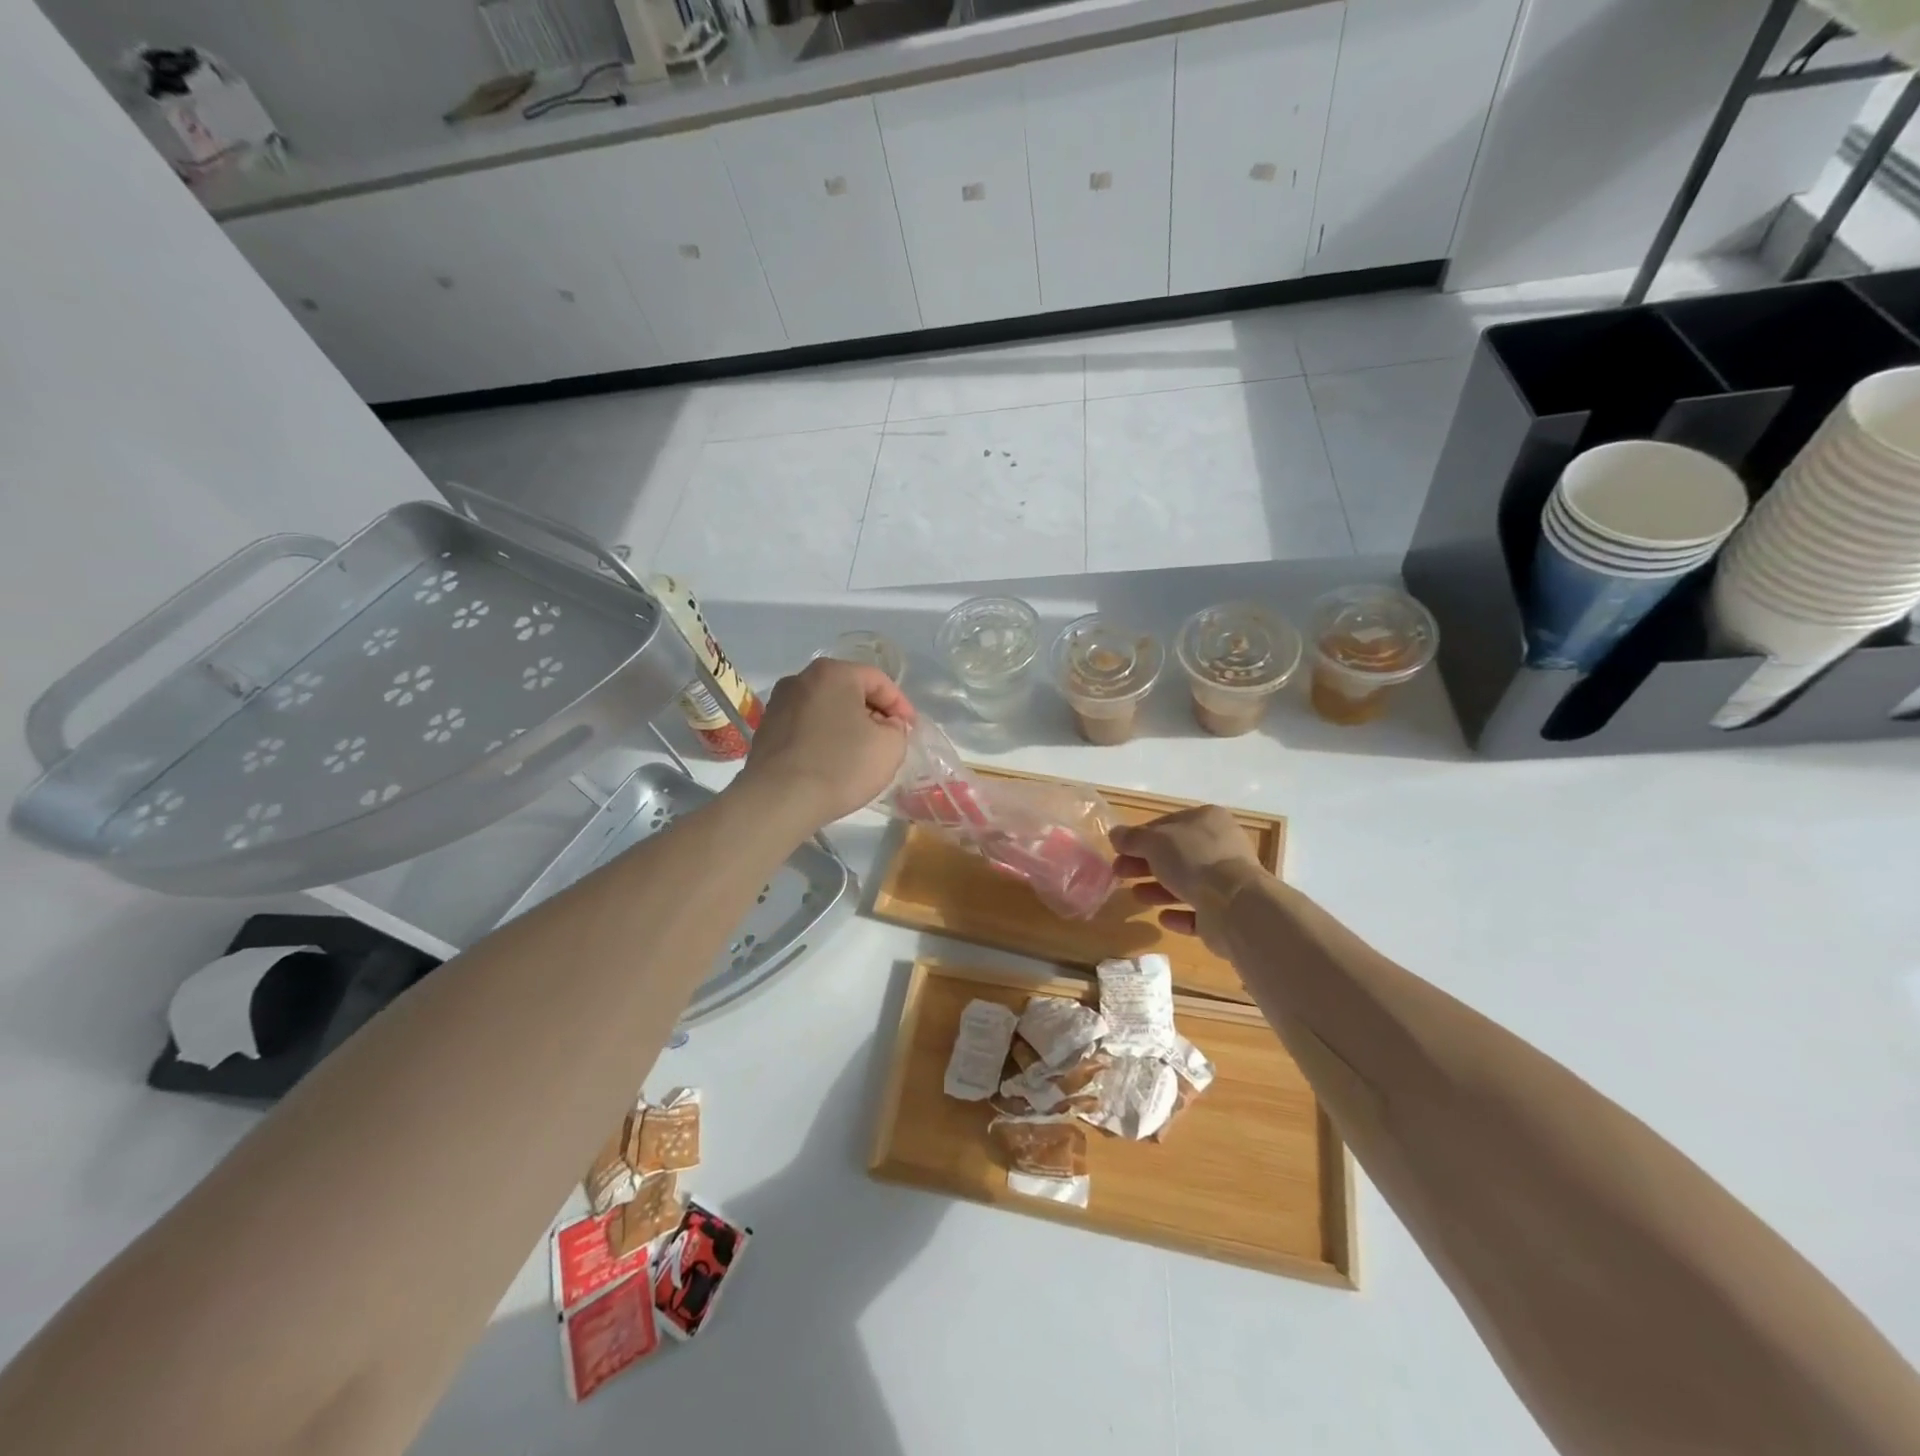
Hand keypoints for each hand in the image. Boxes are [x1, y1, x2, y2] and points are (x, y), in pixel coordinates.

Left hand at [735, 659, 915, 827]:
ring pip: (825, 709)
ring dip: (846, 725)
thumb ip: (897, 728)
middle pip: (848, 690)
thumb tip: (885, 725)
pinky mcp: (765, 731)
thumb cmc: (841, 765)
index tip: (910, 729)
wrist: (779, 800)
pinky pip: (805, 727)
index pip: (878, 680)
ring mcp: (778, 704)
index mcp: (833, 673)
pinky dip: (823, 738)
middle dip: (872, 713)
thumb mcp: (890, 746)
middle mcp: (800, 679)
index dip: (900, 704)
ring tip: (859, 752)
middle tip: (888, 738)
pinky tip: (831, 762)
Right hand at [1111, 806, 1264, 949]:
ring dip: (1159, 889)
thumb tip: (1115, 834)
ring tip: (1135, 896)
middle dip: (1145, 864)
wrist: (1233, 905)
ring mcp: (1227, 880)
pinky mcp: (1228, 912)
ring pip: (1186, 883)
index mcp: (1208, 820)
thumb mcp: (1154, 842)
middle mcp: (1221, 846)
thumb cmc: (1193, 860)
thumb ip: (1132, 838)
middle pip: (1176, 854)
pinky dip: (1179, 914)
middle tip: (1119, 873)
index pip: (1168, 824)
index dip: (1141, 836)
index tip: (1119, 850)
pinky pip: (1198, 912)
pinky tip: (1162, 918)